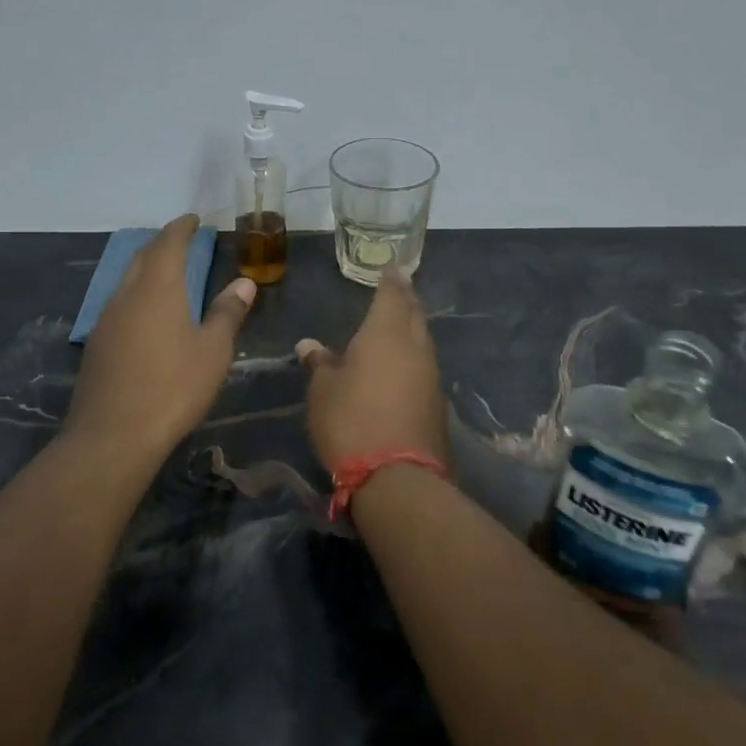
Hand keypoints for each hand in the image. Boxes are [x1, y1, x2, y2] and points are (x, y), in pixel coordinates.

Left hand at [64, 215, 256, 460]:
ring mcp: (106, 320)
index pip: (168, 243)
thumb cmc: (174, 387)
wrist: (114, 435)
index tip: (194, 220)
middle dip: (162, 243)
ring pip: (127, 280)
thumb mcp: (213, 351)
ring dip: (147, 268)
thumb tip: (243, 283)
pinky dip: (137, 294)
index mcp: (158, 288)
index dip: (181, 228)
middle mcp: (127, 295)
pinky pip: (119, 304)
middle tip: (182, 240)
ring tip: (167, 272)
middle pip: (142, 257)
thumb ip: (227, 313)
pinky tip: (147, 313)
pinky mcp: (97, 344)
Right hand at [295, 266, 448, 468]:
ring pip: (423, 340)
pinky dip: (414, 357)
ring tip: (399, 324)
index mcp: (385, 334)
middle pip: (414, 314)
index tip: (392, 268)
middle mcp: (415, 347)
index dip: (392, 280)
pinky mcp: (437, 402)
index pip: (392, 295)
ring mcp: (431, 375)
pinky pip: (425, 366)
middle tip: (399, 288)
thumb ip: (320, 364)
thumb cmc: (351, 422)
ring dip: (412, 329)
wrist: (398, 477)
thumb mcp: (323, 391)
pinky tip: (403, 365)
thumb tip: (309, 345)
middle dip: (406, 299)